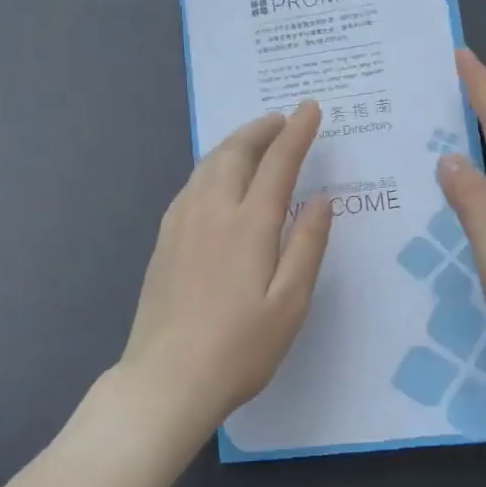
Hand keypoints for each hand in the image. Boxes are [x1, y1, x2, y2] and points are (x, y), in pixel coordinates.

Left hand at [111, 102, 333, 446]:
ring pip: (208, 165)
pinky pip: (190, 185)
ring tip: (254, 139)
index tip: (310, 108)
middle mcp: (212, 211)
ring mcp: (181, 224)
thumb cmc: (240, 347)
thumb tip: (321, 198)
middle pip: (235, 153)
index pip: (278, 163)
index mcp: (249, 224)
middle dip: (261, 129)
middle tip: (282, 118)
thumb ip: (307, 245)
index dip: (297, 132)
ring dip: (234, 143)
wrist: (167, 379)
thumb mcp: (290, 302)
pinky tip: (216, 178)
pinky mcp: (164, 240)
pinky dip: (211, 166)